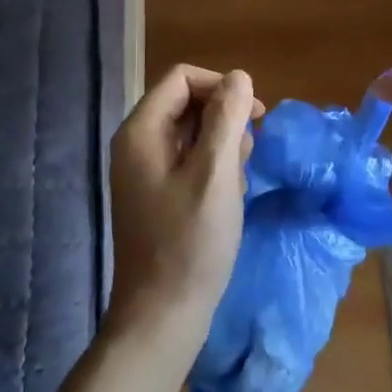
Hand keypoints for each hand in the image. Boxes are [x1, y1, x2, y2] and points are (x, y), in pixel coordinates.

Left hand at [107, 65, 260, 354]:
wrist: (162, 315)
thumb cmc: (190, 242)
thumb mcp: (216, 174)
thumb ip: (227, 119)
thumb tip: (239, 77)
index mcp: (141, 131)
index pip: (182, 78)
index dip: (221, 87)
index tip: (254, 116)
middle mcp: (136, 144)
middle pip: (187, 103)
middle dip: (224, 121)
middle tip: (247, 158)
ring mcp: (144, 171)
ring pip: (192, 134)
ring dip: (223, 149)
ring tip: (237, 185)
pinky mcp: (156, 194)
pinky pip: (189, 162)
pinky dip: (213, 171)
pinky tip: (227, 200)